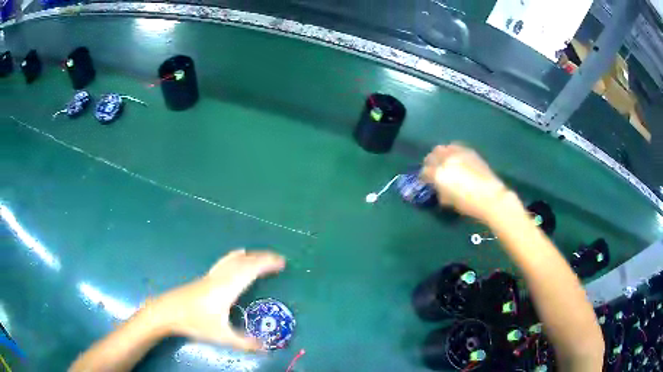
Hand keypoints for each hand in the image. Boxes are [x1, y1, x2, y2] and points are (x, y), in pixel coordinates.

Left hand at [145, 249, 285, 350]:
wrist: (167, 312)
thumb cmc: (195, 322)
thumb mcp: (221, 336)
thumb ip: (244, 342)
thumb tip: (266, 347)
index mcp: (228, 288)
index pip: (251, 270)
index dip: (267, 265)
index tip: (282, 263)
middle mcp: (221, 277)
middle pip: (245, 262)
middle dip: (262, 258)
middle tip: (278, 259)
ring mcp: (212, 276)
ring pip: (234, 260)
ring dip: (251, 256)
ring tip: (262, 256)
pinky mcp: (205, 278)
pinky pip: (225, 261)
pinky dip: (236, 256)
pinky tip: (237, 255)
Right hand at [420, 144, 510, 221]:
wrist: (490, 197)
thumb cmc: (468, 204)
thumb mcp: (449, 201)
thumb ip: (440, 191)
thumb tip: (437, 187)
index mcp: (438, 174)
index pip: (425, 171)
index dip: (424, 177)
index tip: (426, 181)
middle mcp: (446, 160)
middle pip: (432, 155)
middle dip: (430, 161)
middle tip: (433, 169)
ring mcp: (458, 153)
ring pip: (443, 148)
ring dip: (441, 154)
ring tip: (444, 161)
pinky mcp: (469, 151)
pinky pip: (456, 147)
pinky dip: (452, 151)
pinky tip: (456, 158)